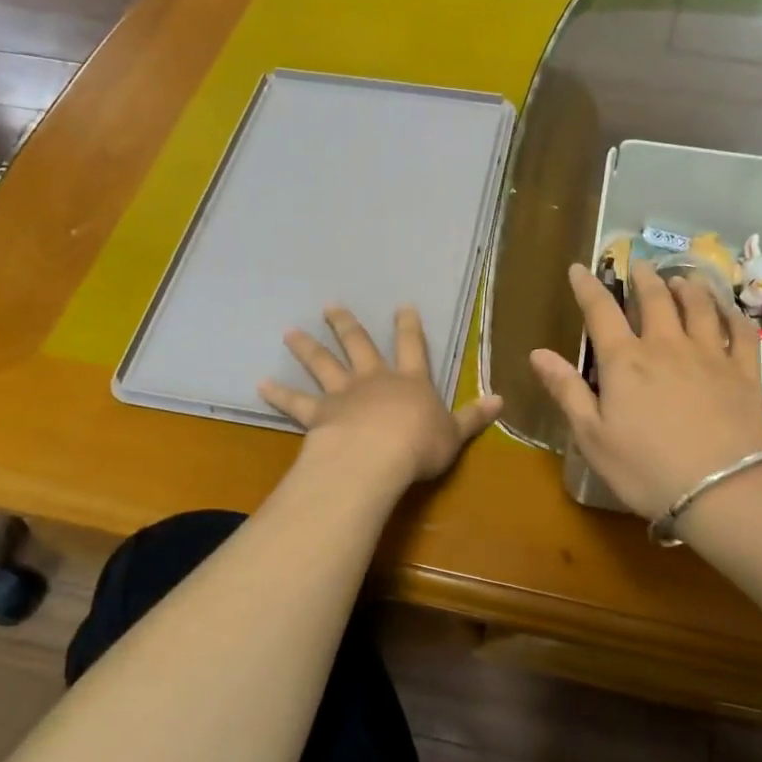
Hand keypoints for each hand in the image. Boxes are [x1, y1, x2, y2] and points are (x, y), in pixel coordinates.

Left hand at [261, 306, 503, 488]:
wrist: (378, 456)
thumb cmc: (420, 445)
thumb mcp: (455, 433)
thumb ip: (474, 416)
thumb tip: (501, 399)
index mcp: (410, 382)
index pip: (413, 347)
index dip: (408, 327)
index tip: (402, 306)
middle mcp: (374, 380)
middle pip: (359, 346)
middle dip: (346, 326)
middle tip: (330, 306)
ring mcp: (343, 394)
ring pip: (323, 364)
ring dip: (308, 348)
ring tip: (290, 332)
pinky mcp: (318, 413)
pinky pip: (296, 401)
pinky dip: (278, 393)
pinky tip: (260, 383)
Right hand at [530, 261, 761, 519]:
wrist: (722, 490)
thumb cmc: (646, 468)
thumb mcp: (592, 436)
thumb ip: (566, 390)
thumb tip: (537, 353)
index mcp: (625, 361)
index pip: (601, 311)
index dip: (587, 287)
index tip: (579, 268)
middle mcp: (667, 346)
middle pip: (655, 299)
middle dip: (643, 278)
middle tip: (639, 265)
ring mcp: (710, 355)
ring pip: (700, 306)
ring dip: (688, 287)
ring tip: (682, 278)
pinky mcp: (744, 373)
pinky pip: (741, 332)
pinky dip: (733, 314)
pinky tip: (729, 309)